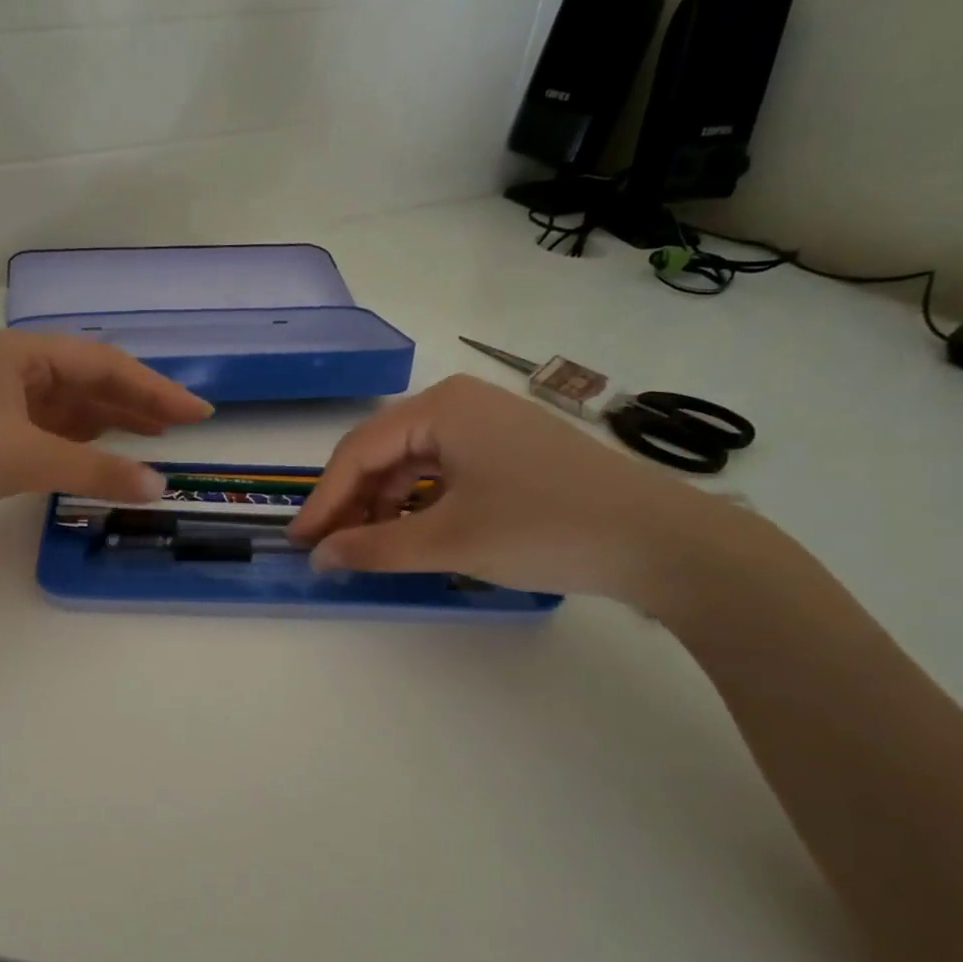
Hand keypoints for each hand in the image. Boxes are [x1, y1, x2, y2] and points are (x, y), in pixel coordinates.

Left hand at [0, 331, 212, 546]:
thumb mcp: (26, 457)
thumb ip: (95, 471)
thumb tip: (160, 486)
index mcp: (24, 353)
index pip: (105, 366)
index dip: (156, 389)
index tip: (198, 412)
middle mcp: (16, 371)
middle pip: (91, 383)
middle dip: (138, 403)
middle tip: (184, 427)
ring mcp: (2, 404)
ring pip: (71, 410)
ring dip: (112, 424)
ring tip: (155, 441)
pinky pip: (52, 435)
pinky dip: (82, 446)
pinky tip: (104, 456)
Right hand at [288, 374, 734, 601]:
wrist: (663, 541)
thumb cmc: (544, 528)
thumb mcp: (449, 541)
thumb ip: (374, 548)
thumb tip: (320, 558)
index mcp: (440, 407)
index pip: (358, 452)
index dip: (323, 500)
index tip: (299, 543)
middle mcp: (459, 403)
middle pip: (382, 453)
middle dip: (352, 502)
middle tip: (329, 549)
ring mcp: (488, 424)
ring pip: (411, 463)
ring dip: (383, 505)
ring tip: (368, 548)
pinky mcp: (509, 449)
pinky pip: (443, 471)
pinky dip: (418, 503)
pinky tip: (411, 533)